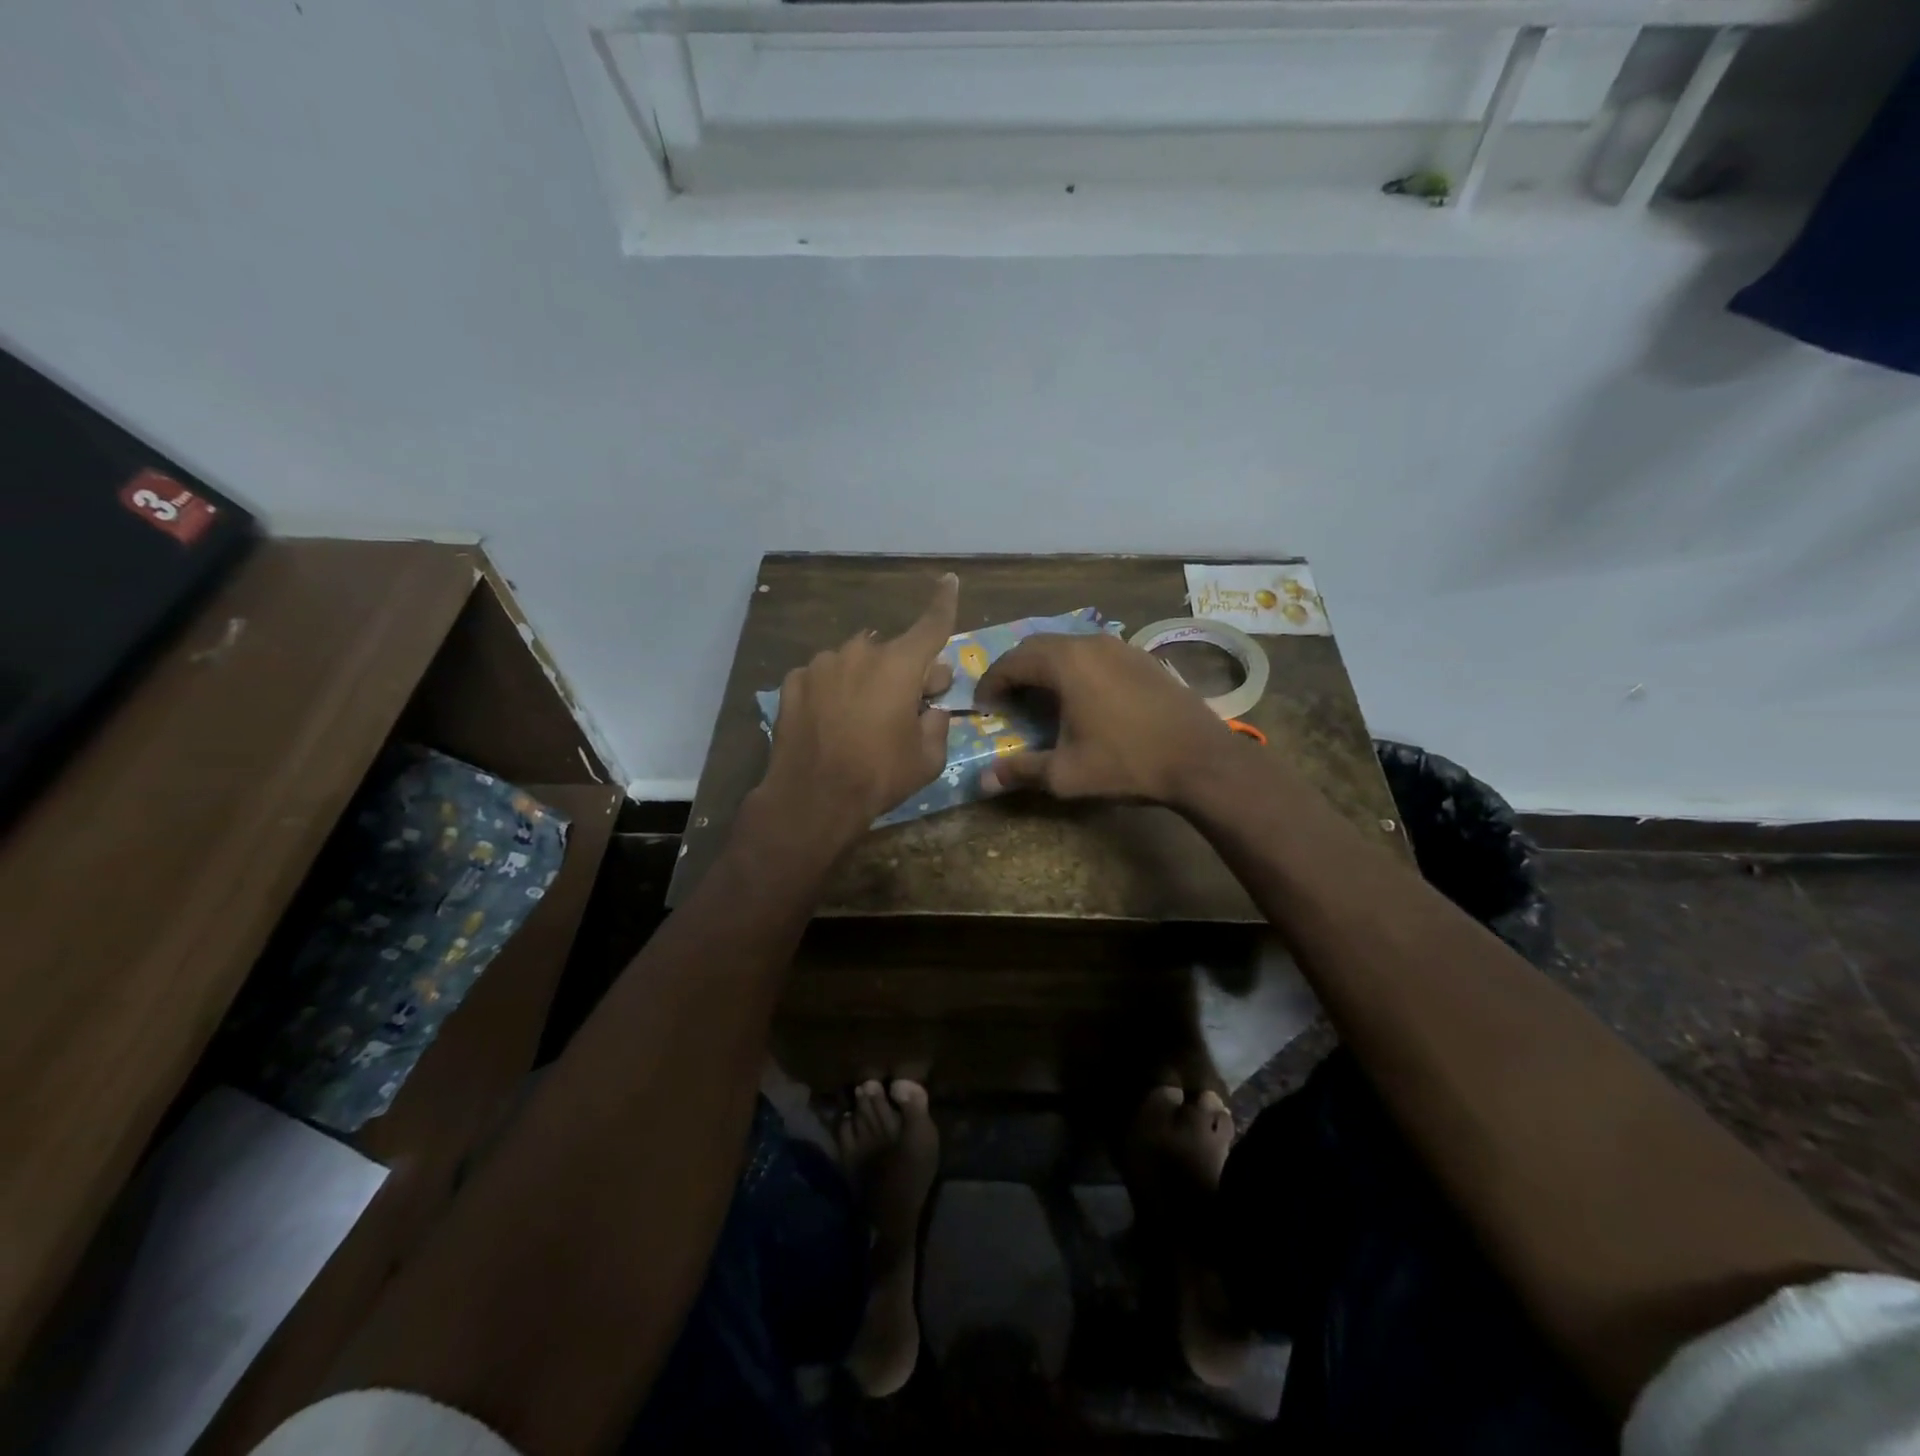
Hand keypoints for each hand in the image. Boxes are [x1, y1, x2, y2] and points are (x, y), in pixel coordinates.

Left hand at [752, 573, 959, 849]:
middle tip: (909, 703)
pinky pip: (825, 677)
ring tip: (861, 718)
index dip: (944, 603)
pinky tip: (830, 720)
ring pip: (855, 662)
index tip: (949, 580)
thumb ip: (937, 724)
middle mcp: (860, 653)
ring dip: (865, 680)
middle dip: (905, 671)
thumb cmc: (879, 777)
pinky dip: (833, 689)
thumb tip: (932, 708)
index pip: (931, 625)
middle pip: (892, 652)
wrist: (811, 798)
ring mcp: (822, 665)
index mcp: (900, 666)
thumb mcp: (928, 759)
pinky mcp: (794, 681)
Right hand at [974, 631, 1232, 806]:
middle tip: (1005, 699)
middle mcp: (1090, 643)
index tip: (982, 706)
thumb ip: (1021, 771)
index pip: (1012, 662)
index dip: (991, 683)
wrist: (1201, 759)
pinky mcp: (1142, 657)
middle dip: (1015, 670)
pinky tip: (1081, 696)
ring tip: (1039, 697)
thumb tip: (982, 781)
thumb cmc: (1127, 763)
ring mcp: (1120, 646)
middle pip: (1037, 646)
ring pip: (1068, 646)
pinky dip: (1075, 668)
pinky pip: (1094, 653)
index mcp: (1066, 663)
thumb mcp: (1066, 774)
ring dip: (1045, 667)